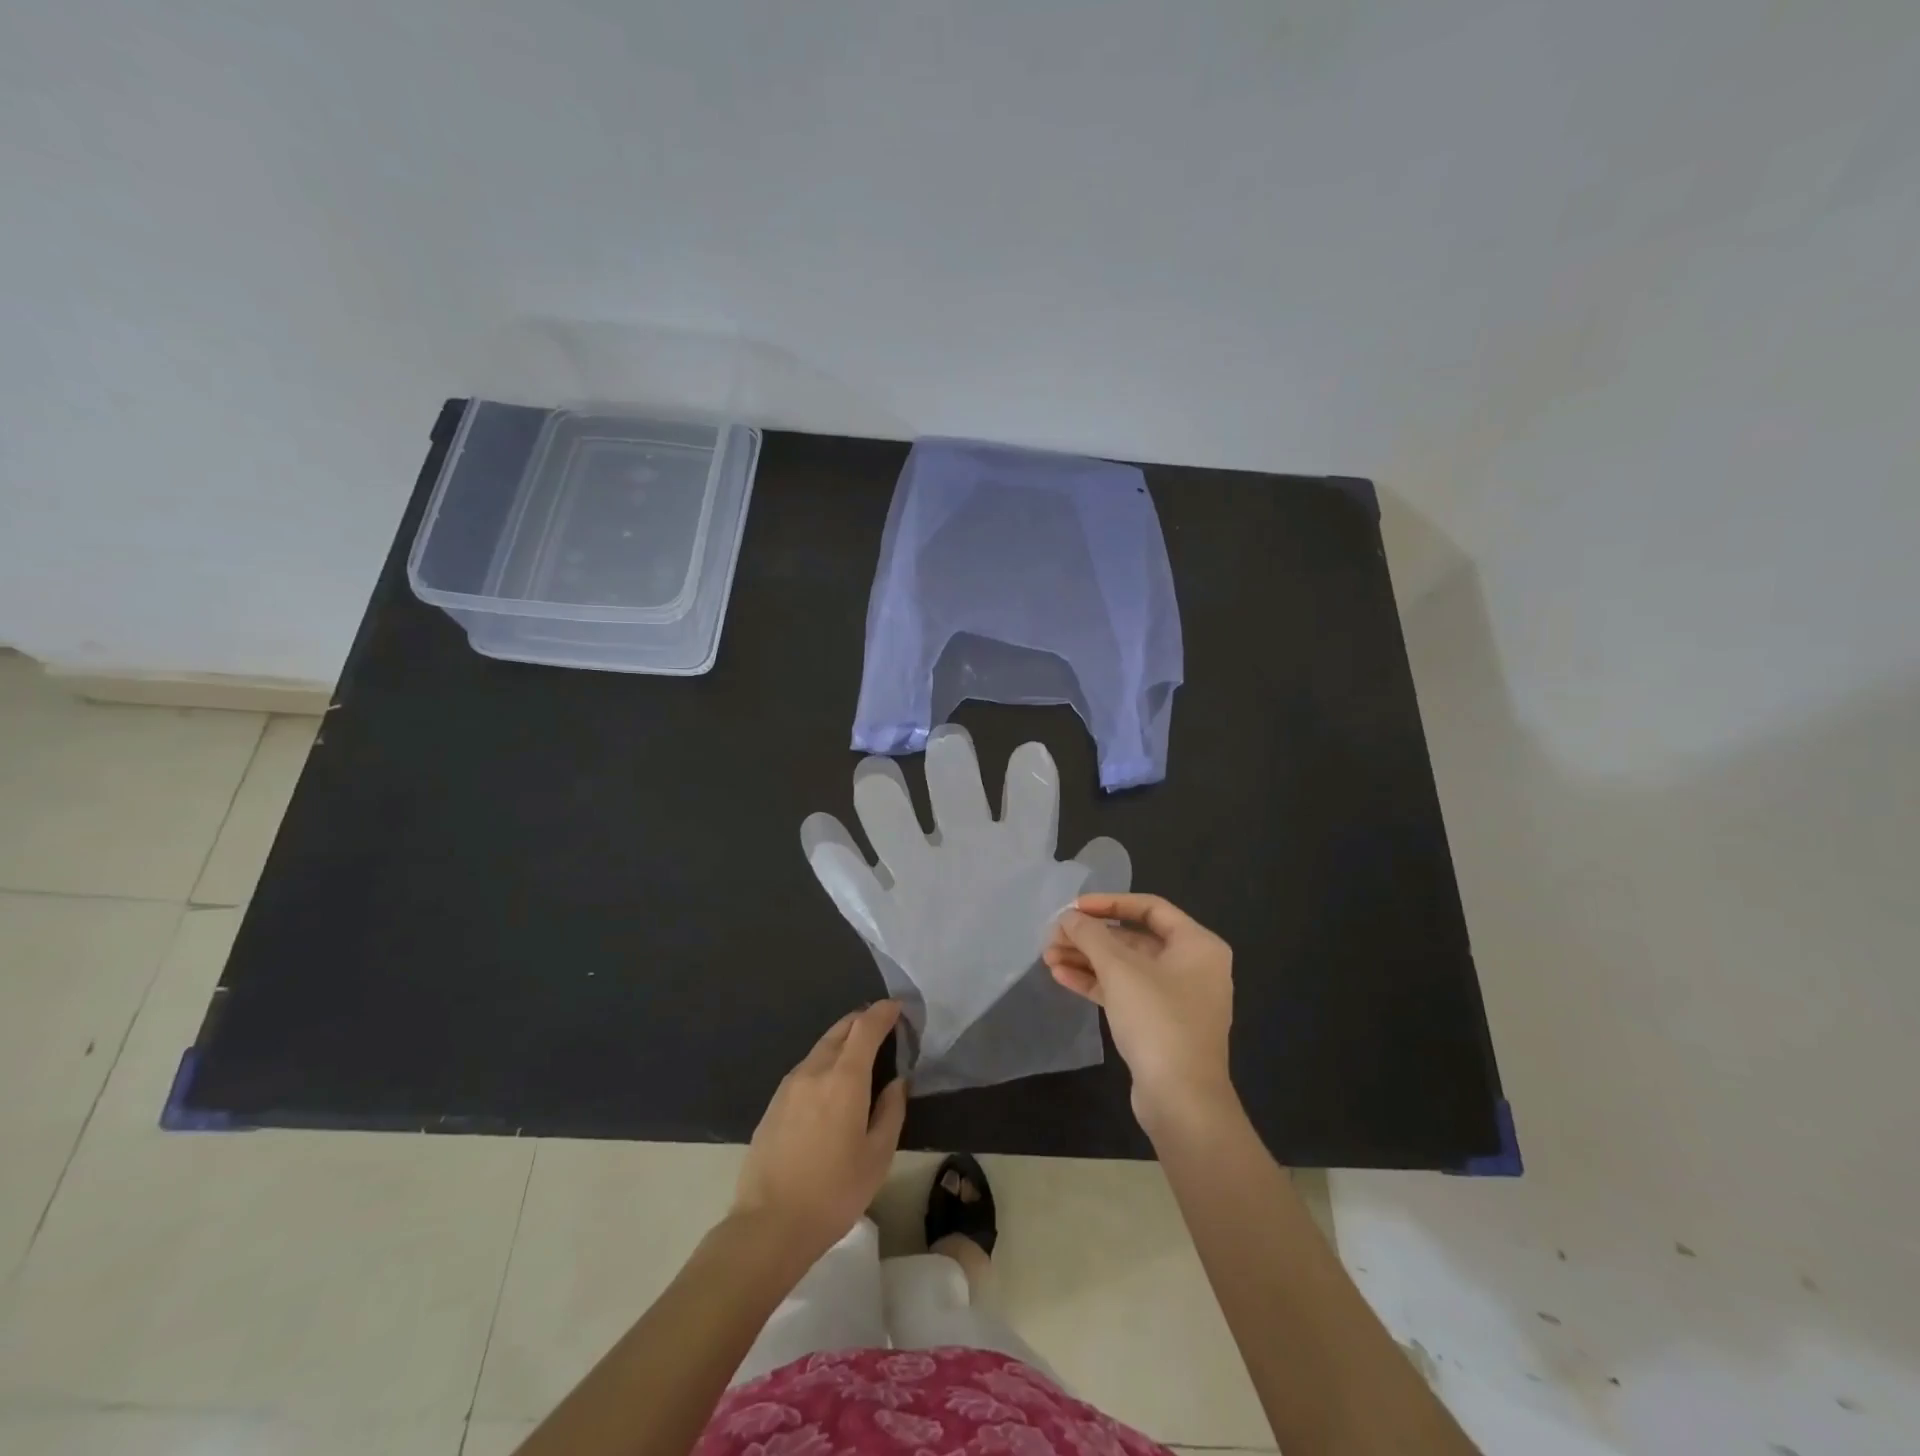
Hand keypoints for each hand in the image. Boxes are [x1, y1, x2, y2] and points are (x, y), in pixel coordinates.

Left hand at [733, 1001, 908, 1261]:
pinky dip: (824, 1061)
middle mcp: (815, 1070)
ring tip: (859, 1053)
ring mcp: (789, 1085)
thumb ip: (891, 1111)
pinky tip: (831, 1083)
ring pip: (820, 1047)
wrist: (769, 1224)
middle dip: (862, 1021)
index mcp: (844, 1078)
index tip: (897, 1007)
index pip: (865, 1027)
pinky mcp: (774, 1103)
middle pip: (840, 1029)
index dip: (883, 1012)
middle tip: (882, 1026)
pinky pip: (806, 1068)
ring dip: (842, 1040)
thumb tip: (897, 1082)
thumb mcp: (878, 1156)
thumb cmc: (834, 1192)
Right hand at [1044, 893, 1235, 1130]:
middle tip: (1053, 936)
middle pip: (1133, 938)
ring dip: (1087, 959)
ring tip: (1048, 957)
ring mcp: (1176, 998)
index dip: (1109, 903)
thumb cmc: (1157, 1020)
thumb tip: (1068, 916)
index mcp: (1197, 945)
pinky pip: (1125, 992)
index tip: (1074, 908)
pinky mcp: (1159, 1025)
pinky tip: (1061, 977)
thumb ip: (1091, 935)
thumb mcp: (1120, 969)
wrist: (1182, 1101)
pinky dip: (1096, 983)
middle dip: (1091, 937)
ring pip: (1125, 967)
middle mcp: (1192, 966)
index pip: (1150, 907)